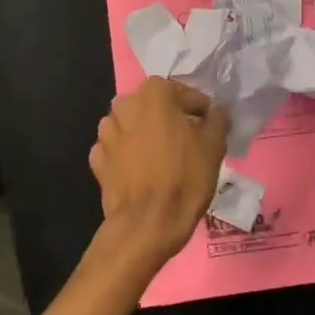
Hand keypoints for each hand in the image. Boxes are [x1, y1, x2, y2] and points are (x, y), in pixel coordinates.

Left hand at [88, 77, 229, 268]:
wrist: (148, 222)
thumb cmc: (185, 178)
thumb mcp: (214, 147)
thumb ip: (217, 121)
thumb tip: (217, 112)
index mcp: (154, 95)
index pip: (182, 92)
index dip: (198, 108)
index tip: (208, 124)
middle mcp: (125, 105)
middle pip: (151, 105)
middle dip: (166, 117)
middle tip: (185, 138)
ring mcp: (107, 133)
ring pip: (129, 124)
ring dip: (142, 132)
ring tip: (159, 154)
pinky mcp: (98, 159)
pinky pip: (114, 148)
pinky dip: (125, 153)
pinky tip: (138, 169)